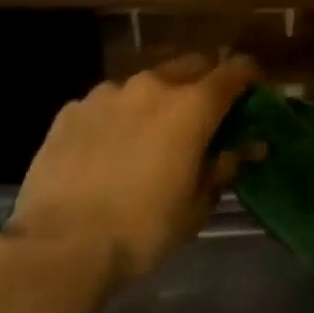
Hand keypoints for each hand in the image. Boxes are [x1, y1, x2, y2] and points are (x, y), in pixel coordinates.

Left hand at [6, 54, 257, 284]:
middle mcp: (152, 86)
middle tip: (203, 118)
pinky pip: (107, 104)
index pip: (235, 71)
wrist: (60, 246)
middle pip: (190, 66)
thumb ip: (223, 166)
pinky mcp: (71, 110)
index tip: (253, 95)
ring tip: (149, 138)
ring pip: (145, 84)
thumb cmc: (143, 229)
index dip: (249, 78)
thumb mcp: (197, 205)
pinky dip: (118, 118)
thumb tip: (244, 148)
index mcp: (192, 106)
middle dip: (203, 84)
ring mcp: (107, 94)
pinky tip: (107, 151)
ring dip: (157, 101)